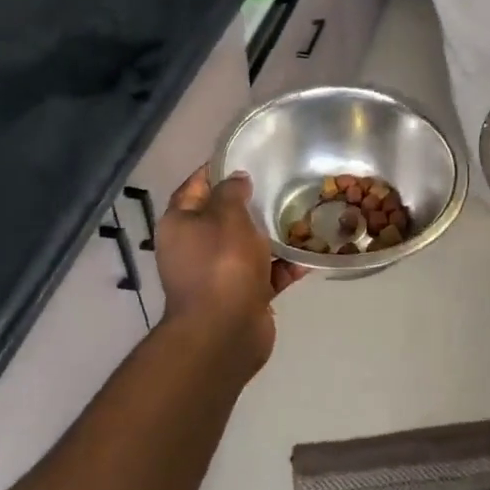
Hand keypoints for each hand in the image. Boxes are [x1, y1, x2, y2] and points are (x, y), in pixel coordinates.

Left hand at [155, 167, 303, 379]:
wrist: (225, 331)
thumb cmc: (222, 264)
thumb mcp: (227, 217)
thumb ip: (232, 193)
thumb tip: (237, 179)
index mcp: (181, 225)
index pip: (195, 187)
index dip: (216, 171)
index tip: (243, 158)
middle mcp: (194, 248)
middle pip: (224, 219)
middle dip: (251, 205)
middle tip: (280, 186)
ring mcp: (218, 275)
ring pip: (248, 247)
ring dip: (273, 237)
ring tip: (302, 218)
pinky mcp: (242, 296)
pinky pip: (266, 274)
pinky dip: (284, 267)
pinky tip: (309, 256)